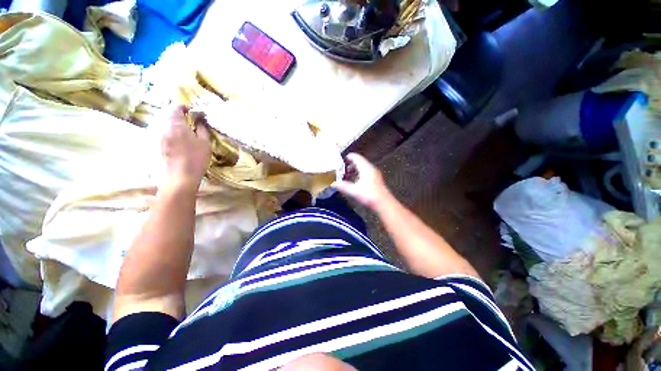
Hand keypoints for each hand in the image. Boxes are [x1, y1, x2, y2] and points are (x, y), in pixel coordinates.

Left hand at [161, 105, 210, 190]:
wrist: (181, 176)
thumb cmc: (196, 158)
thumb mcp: (205, 143)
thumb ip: (202, 129)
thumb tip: (199, 120)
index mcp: (176, 125)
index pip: (176, 108)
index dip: (184, 107)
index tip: (192, 111)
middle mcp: (163, 128)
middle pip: (166, 114)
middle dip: (176, 113)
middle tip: (188, 119)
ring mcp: (158, 136)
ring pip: (162, 122)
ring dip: (172, 121)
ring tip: (183, 127)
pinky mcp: (157, 145)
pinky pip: (161, 130)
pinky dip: (168, 129)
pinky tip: (176, 137)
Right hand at [334, 153, 390, 209]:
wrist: (384, 204)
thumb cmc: (369, 195)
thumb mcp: (353, 191)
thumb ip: (343, 186)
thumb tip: (334, 184)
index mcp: (366, 168)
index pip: (356, 157)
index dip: (348, 157)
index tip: (341, 161)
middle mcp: (371, 168)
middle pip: (359, 162)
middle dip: (349, 165)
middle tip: (342, 171)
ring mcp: (375, 174)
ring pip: (363, 168)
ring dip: (354, 171)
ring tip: (347, 177)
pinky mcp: (376, 180)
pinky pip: (366, 174)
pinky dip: (359, 175)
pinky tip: (355, 183)